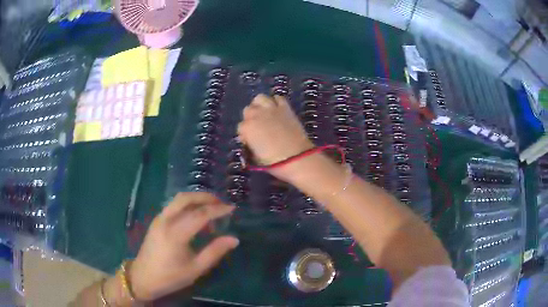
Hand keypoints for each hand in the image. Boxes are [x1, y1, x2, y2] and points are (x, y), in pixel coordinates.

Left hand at [129, 192, 238, 300]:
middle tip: (221, 202)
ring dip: (196, 198)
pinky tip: (195, 213)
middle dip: (205, 197)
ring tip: (211, 205)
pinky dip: (187, 204)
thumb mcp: (196, 268)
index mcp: (175, 234)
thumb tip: (234, 239)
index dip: (217, 209)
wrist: (143, 277)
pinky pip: (173, 205)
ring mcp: (159, 218)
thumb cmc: (171, 276)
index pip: (200, 214)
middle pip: (186, 198)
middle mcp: (165, 220)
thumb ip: (215, 252)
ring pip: (178, 199)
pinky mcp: (156, 220)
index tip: (232, 208)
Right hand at [238, 94, 313, 175]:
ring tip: (264, 113)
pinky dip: (276, 102)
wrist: (297, 157)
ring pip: (260, 98)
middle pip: (248, 110)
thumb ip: (250, 146)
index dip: (245, 134)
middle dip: (250, 117)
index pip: (240, 127)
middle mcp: (256, 115)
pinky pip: (278, 98)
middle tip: (257, 126)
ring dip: (260, 105)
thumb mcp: (255, 158)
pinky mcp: (285, 108)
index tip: (250, 140)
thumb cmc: (274, 162)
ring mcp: (271, 109)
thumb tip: (249, 141)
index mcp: (247, 128)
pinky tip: (277, 109)